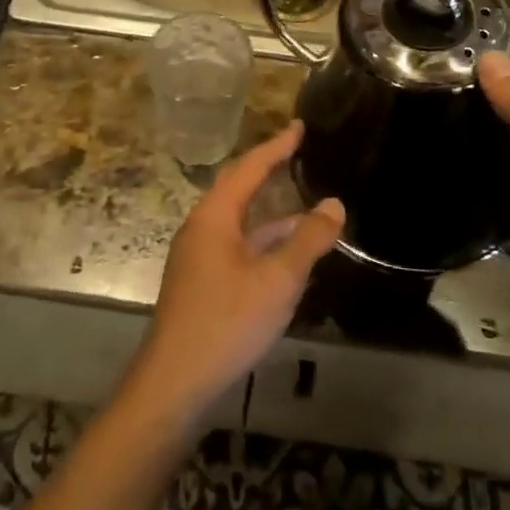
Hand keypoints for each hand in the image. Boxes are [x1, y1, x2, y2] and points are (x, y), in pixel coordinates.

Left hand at [126, 123, 344, 429]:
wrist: (175, 383)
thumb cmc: (227, 321)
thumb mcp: (277, 280)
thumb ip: (308, 240)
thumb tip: (334, 203)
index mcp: (215, 215)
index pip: (249, 167)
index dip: (277, 146)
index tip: (300, 126)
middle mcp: (201, 226)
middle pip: (238, 187)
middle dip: (268, 170)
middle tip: (297, 153)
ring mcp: (197, 255)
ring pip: (238, 220)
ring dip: (269, 212)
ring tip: (305, 207)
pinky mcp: (199, 281)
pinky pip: (235, 244)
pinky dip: (261, 240)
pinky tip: (285, 256)